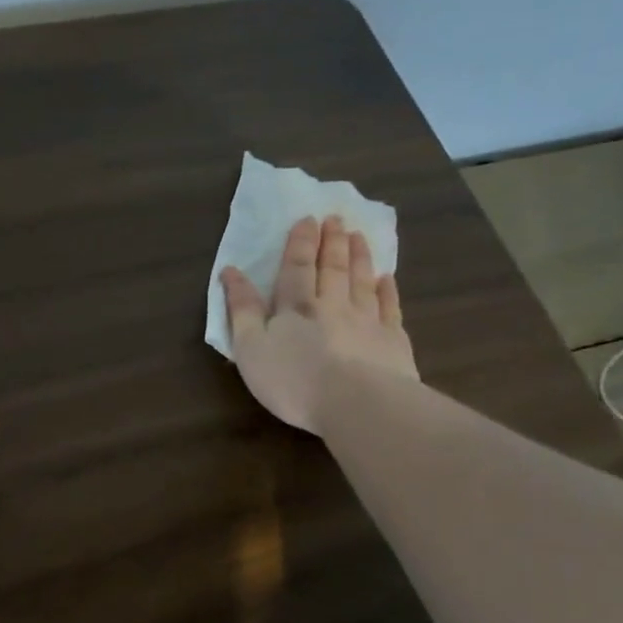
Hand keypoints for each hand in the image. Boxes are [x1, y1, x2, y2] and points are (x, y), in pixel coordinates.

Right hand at [220, 215, 418, 434]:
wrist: (357, 404)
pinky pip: (389, 308)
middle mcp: (332, 305)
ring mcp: (366, 321)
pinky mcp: (392, 341)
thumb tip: (231, 272)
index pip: (296, 267)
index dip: (300, 243)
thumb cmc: (293, 379)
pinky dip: (387, 291)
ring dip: (359, 257)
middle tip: (336, 218)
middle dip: (332, 241)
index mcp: (296, 307)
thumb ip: (241, 309)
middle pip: (332, 267)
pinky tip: (386, 279)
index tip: (307, 219)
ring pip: (361, 281)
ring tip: (358, 236)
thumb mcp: (250, 348)